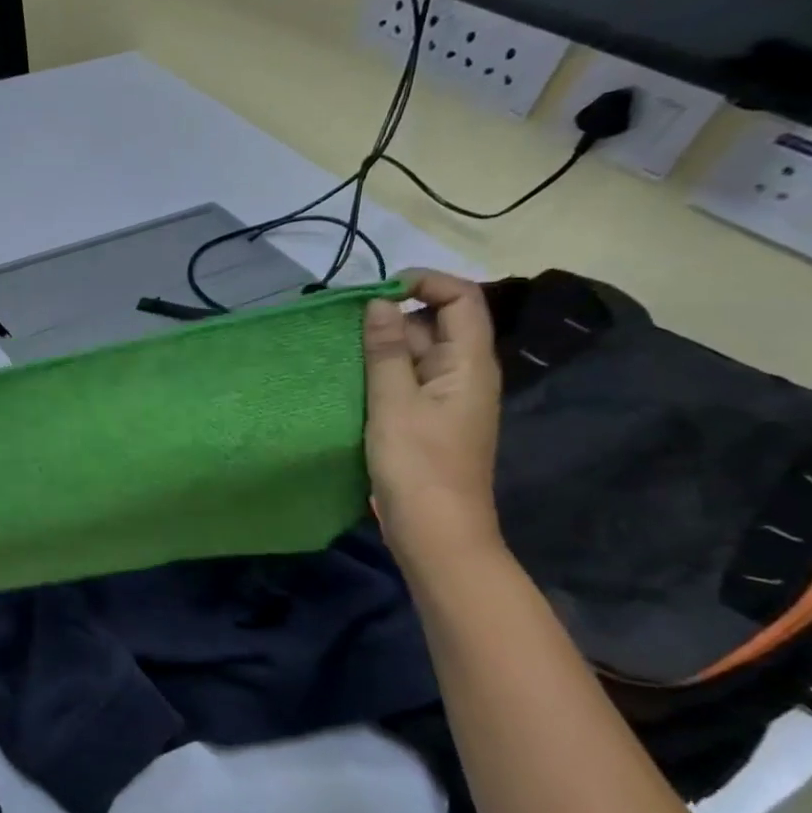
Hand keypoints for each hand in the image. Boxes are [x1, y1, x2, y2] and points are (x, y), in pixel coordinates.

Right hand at [362, 270, 502, 561]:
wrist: (435, 530)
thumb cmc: (417, 463)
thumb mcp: (394, 402)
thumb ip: (388, 350)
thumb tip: (380, 302)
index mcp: (470, 363)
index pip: (462, 299)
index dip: (426, 283)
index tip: (377, 291)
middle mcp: (465, 374)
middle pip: (438, 323)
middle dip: (395, 315)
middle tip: (346, 325)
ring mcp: (447, 399)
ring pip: (419, 353)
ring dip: (384, 345)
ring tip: (341, 350)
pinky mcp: (428, 420)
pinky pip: (408, 380)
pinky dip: (383, 372)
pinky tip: (352, 380)